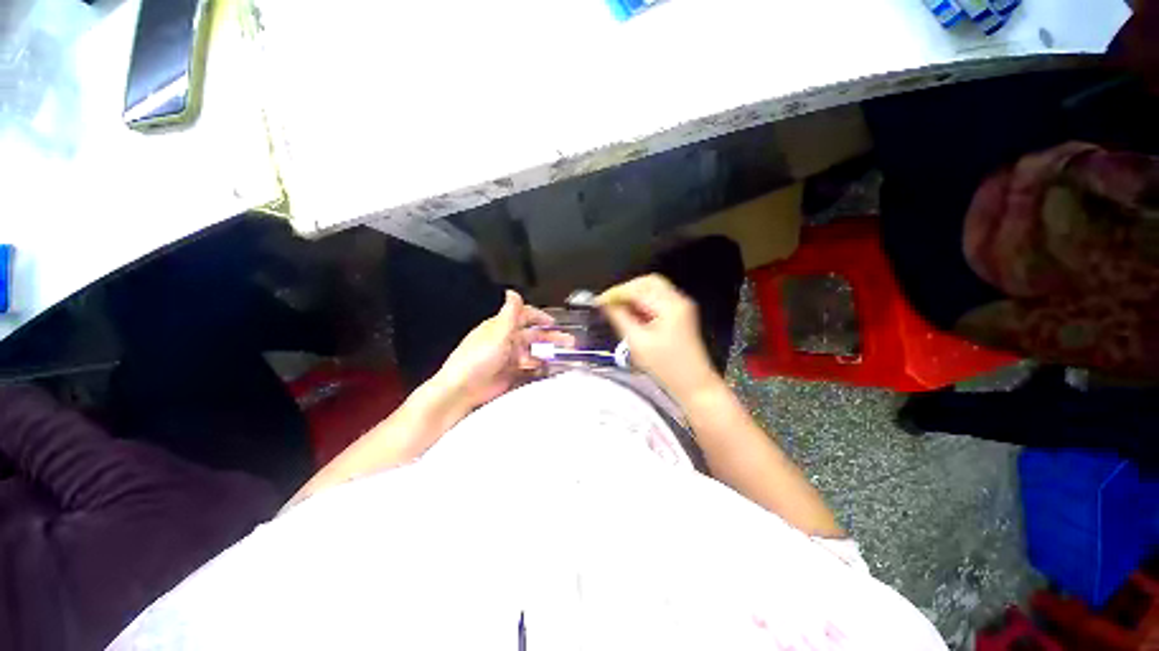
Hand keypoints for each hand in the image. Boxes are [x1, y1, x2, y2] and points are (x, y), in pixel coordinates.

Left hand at [431, 290, 568, 410]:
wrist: (462, 389)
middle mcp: (507, 341)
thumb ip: (510, 313)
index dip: (540, 317)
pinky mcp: (511, 374)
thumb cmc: (477, 358)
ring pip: (534, 352)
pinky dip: (541, 369)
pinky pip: (530, 369)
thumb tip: (512, 291)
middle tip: (569, 342)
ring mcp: (509, 358)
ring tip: (564, 357)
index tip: (554, 322)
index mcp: (502, 327)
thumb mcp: (497, 332)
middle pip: (534, 335)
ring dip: (548, 353)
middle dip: (552, 337)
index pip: (524, 316)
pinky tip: (550, 370)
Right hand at [598, 274, 721, 399]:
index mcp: (669, 306)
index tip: (599, 302)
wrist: (694, 385)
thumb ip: (620, 319)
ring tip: (617, 309)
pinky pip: (657, 299)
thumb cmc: (666, 368)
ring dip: (633, 295)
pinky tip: (631, 314)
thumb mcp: (638, 343)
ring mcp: (681, 306)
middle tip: (609, 303)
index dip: (615, 293)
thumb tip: (606, 306)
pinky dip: (642, 302)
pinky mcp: (680, 314)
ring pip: (652, 289)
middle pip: (647, 282)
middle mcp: (678, 300)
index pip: (637, 289)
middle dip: (625, 290)